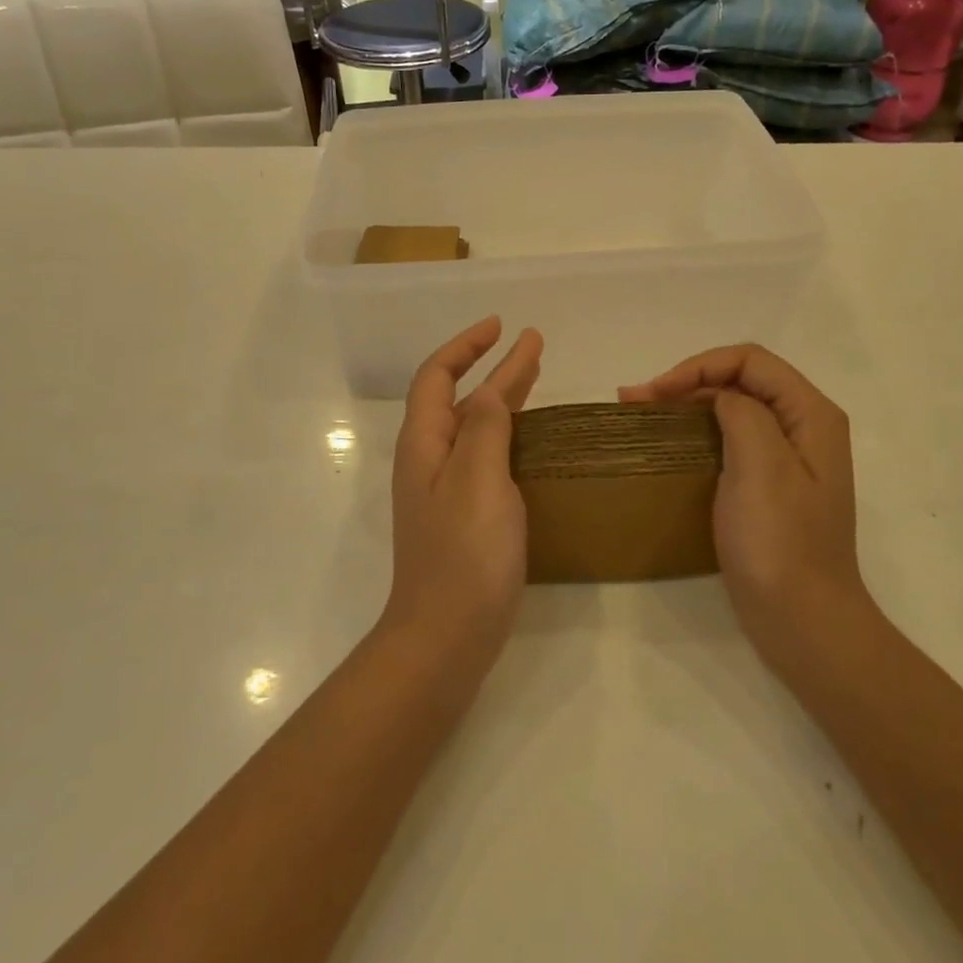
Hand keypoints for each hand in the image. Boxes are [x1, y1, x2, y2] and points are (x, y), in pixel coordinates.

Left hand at [385, 317, 542, 669]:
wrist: (447, 636)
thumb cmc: (464, 555)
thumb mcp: (478, 480)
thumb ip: (485, 429)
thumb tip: (489, 392)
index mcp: (425, 444)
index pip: (437, 376)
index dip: (465, 346)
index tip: (501, 326)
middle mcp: (431, 461)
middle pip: (461, 399)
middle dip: (494, 367)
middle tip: (534, 344)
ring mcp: (448, 491)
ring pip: (476, 428)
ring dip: (504, 398)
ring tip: (537, 376)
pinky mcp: (467, 517)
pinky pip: (488, 459)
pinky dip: (509, 436)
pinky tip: (532, 440)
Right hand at [621, 345, 860, 670]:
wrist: (803, 622)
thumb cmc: (780, 543)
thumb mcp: (762, 465)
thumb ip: (742, 412)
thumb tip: (719, 397)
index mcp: (812, 414)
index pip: (751, 361)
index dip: (699, 366)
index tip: (655, 392)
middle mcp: (804, 427)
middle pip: (742, 380)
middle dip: (687, 381)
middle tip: (635, 400)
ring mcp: (787, 458)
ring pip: (732, 408)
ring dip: (686, 404)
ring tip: (640, 413)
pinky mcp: (768, 485)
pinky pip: (730, 440)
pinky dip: (695, 432)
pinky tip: (667, 443)